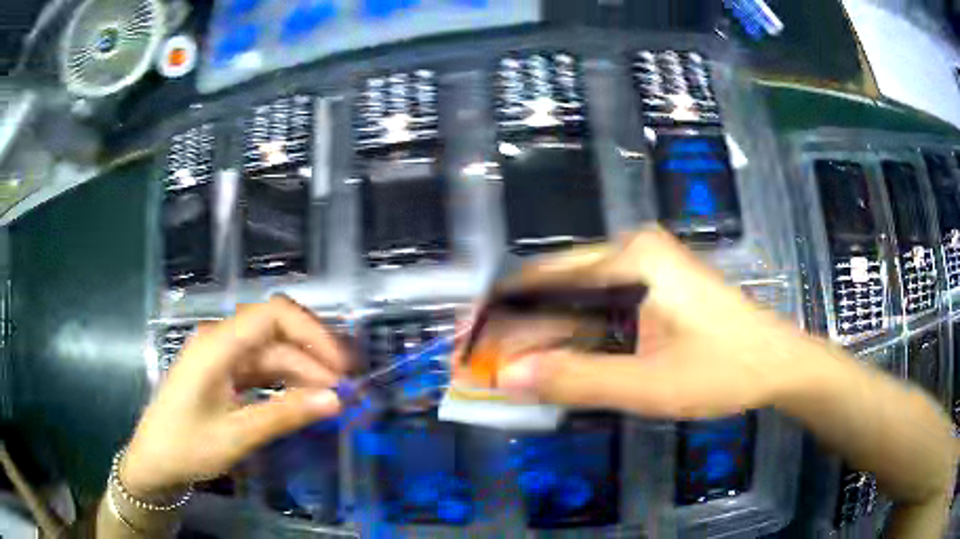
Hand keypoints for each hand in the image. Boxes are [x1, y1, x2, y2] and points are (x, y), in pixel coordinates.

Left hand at [121, 296, 350, 498]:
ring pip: (271, 351)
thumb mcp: (237, 435)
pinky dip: (284, 381)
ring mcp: (220, 356)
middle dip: (313, 356)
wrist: (155, 461)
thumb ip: (285, 414)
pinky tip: (302, 399)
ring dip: (302, 371)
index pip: (273, 315)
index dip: (312, 333)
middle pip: (275, 333)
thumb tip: (335, 400)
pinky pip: (260, 368)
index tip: (340, 367)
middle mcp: (220, 340)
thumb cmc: (187, 446)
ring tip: (331, 398)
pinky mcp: (222, 372)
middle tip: (345, 389)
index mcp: (217, 344)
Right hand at [491, 227, 797, 418]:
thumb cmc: (723, 369)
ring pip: (577, 304)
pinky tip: (559, 366)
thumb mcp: (648, 384)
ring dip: (546, 340)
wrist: (777, 364)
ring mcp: (645, 271)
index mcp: (631, 258)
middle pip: (558, 291)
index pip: (544, 280)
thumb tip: (506, 379)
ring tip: (512, 373)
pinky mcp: (654, 291)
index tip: (468, 345)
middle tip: (486, 368)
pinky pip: (601, 313)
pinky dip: (576, 341)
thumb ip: (576, 380)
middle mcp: (633, 253)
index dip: (501, 315)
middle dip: (520, 332)